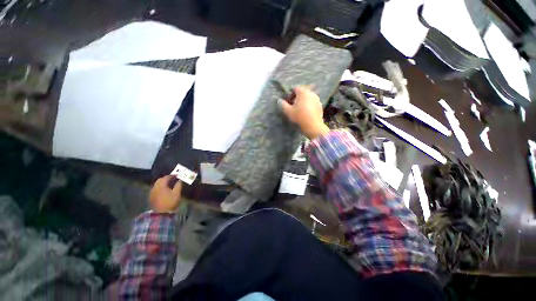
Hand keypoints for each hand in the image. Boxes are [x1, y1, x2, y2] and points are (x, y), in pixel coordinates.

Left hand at [149, 176, 181, 212]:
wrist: (161, 214)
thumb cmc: (170, 202)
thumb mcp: (177, 193)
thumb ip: (178, 185)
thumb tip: (180, 180)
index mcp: (161, 185)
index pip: (166, 177)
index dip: (172, 176)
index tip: (177, 176)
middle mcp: (155, 187)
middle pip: (160, 180)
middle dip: (166, 178)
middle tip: (172, 179)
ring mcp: (152, 192)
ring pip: (157, 184)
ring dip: (162, 183)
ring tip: (169, 184)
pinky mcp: (151, 197)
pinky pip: (155, 189)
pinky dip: (160, 187)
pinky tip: (164, 190)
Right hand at [279, 86, 329, 139]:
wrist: (313, 126)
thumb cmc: (299, 117)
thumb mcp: (288, 111)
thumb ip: (283, 104)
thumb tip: (279, 100)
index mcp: (303, 92)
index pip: (295, 88)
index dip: (290, 94)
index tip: (288, 102)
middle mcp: (311, 93)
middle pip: (302, 92)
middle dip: (296, 98)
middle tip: (292, 106)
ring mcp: (317, 99)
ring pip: (307, 97)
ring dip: (302, 101)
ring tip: (299, 110)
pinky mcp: (320, 106)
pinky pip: (312, 102)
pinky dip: (308, 105)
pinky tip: (306, 113)